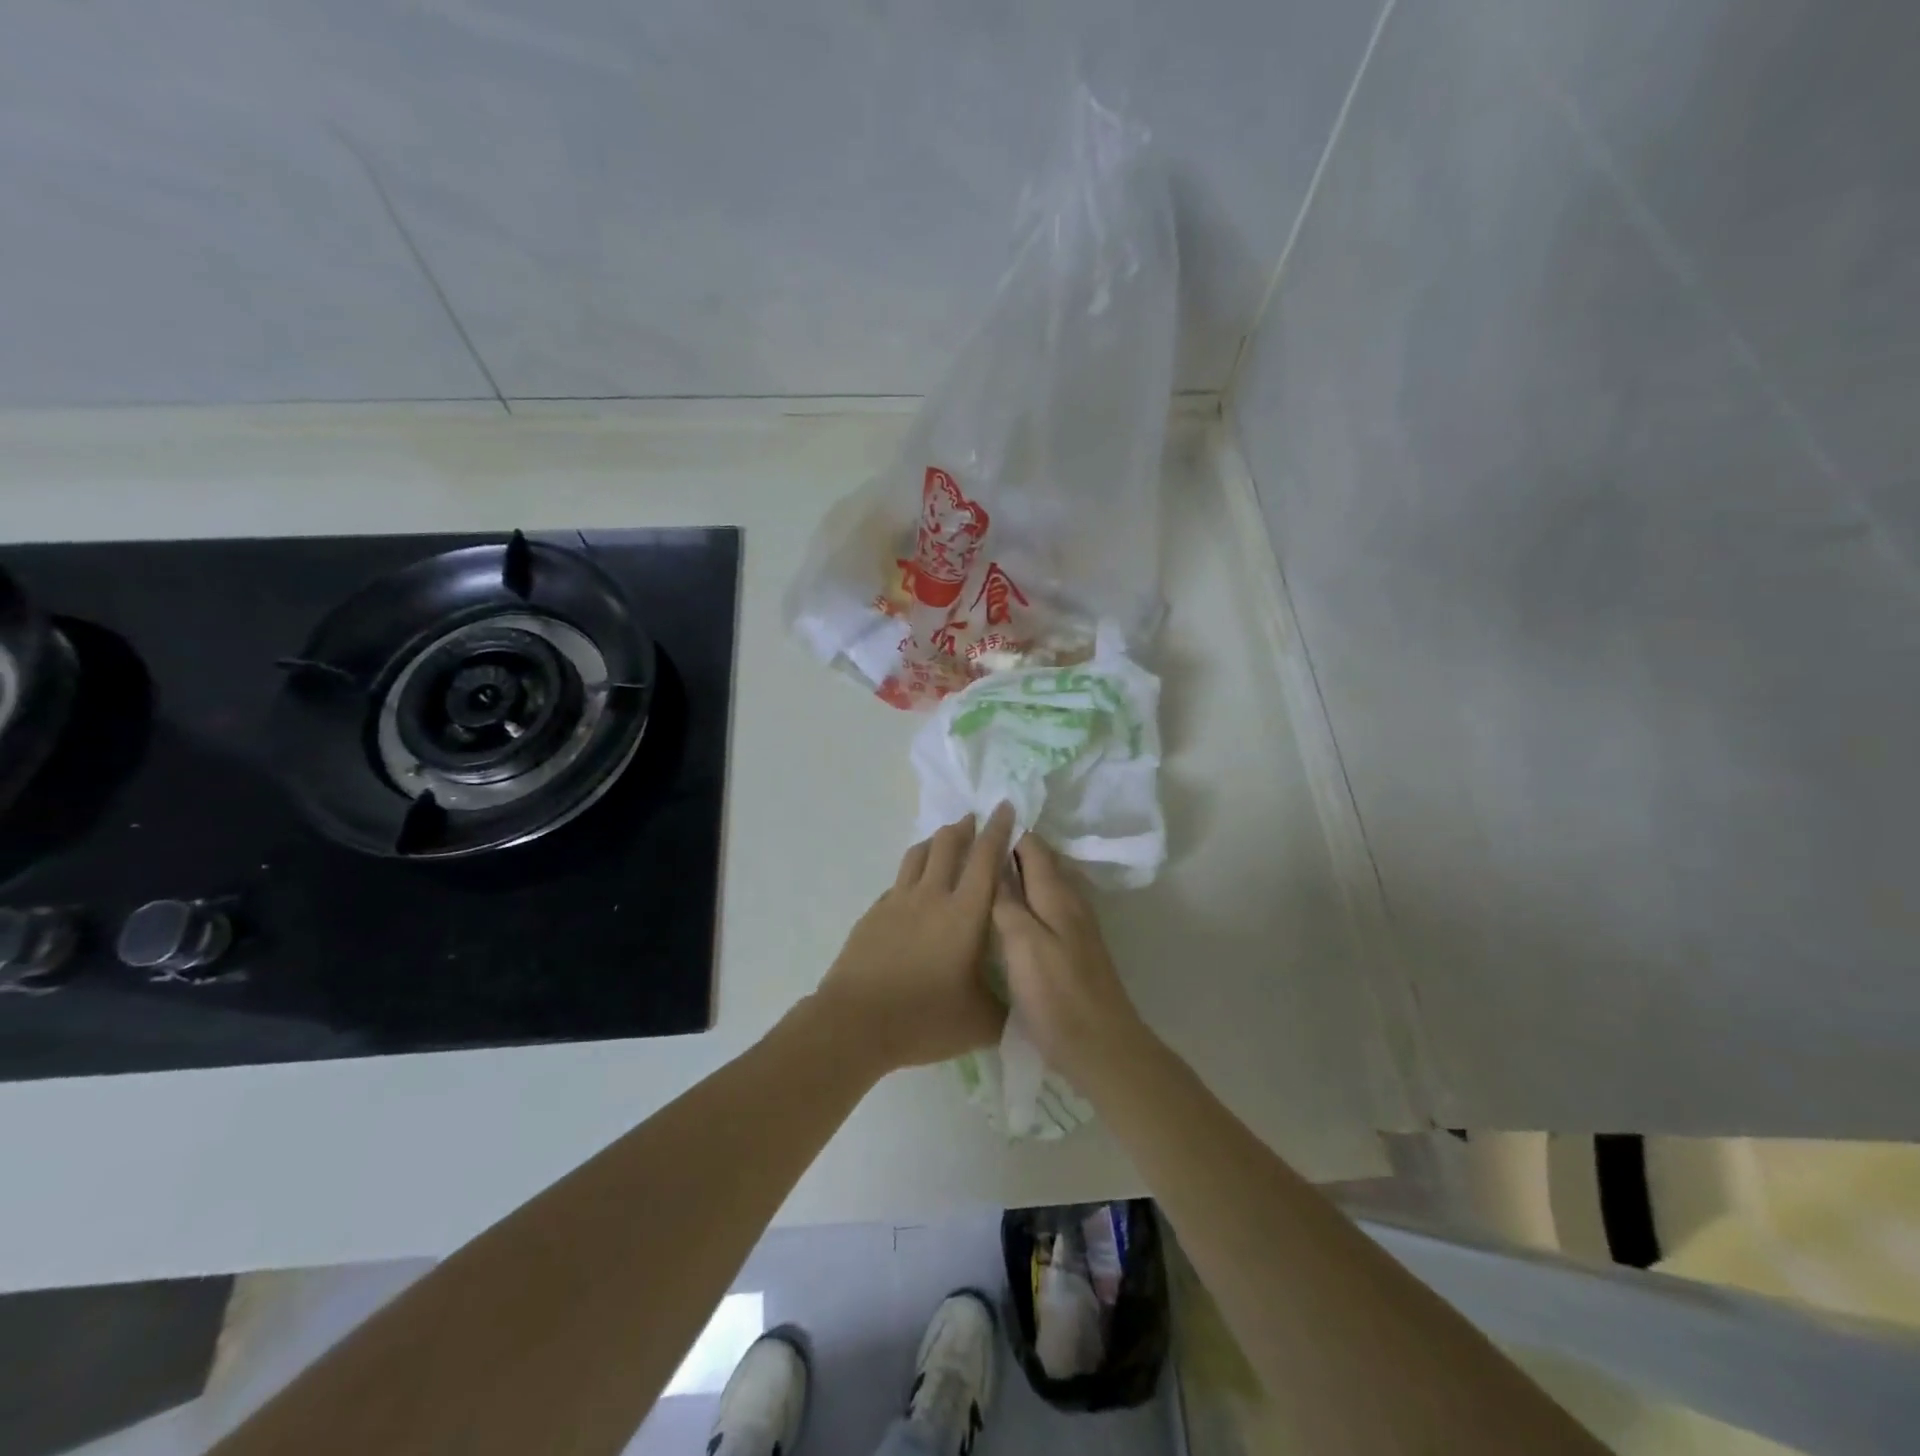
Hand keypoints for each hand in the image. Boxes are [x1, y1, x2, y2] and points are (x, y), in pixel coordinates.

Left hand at [814, 804, 1015, 1072]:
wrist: (856, 1022)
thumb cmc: (925, 1018)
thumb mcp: (980, 1022)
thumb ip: (1006, 1007)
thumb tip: (1022, 1000)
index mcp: (964, 913)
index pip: (985, 858)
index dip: (998, 829)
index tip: (1004, 806)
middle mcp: (931, 896)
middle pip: (947, 844)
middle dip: (965, 827)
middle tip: (974, 820)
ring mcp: (897, 902)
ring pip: (918, 855)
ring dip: (935, 842)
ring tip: (944, 841)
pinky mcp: (873, 914)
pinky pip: (897, 882)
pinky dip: (911, 874)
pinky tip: (913, 888)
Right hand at [992, 834, 1145, 1087]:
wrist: (1102, 1046)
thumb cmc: (1057, 995)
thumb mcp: (1023, 945)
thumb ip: (1008, 902)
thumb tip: (996, 862)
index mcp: (1057, 894)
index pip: (1033, 845)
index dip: (1007, 832)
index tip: (975, 825)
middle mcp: (1070, 901)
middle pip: (1040, 862)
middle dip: (1010, 850)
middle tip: (971, 849)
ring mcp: (1075, 925)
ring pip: (1043, 885)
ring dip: (1017, 876)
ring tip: (981, 877)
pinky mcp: (1073, 948)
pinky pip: (1045, 908)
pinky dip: (1024, 900)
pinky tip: (1004, 915)